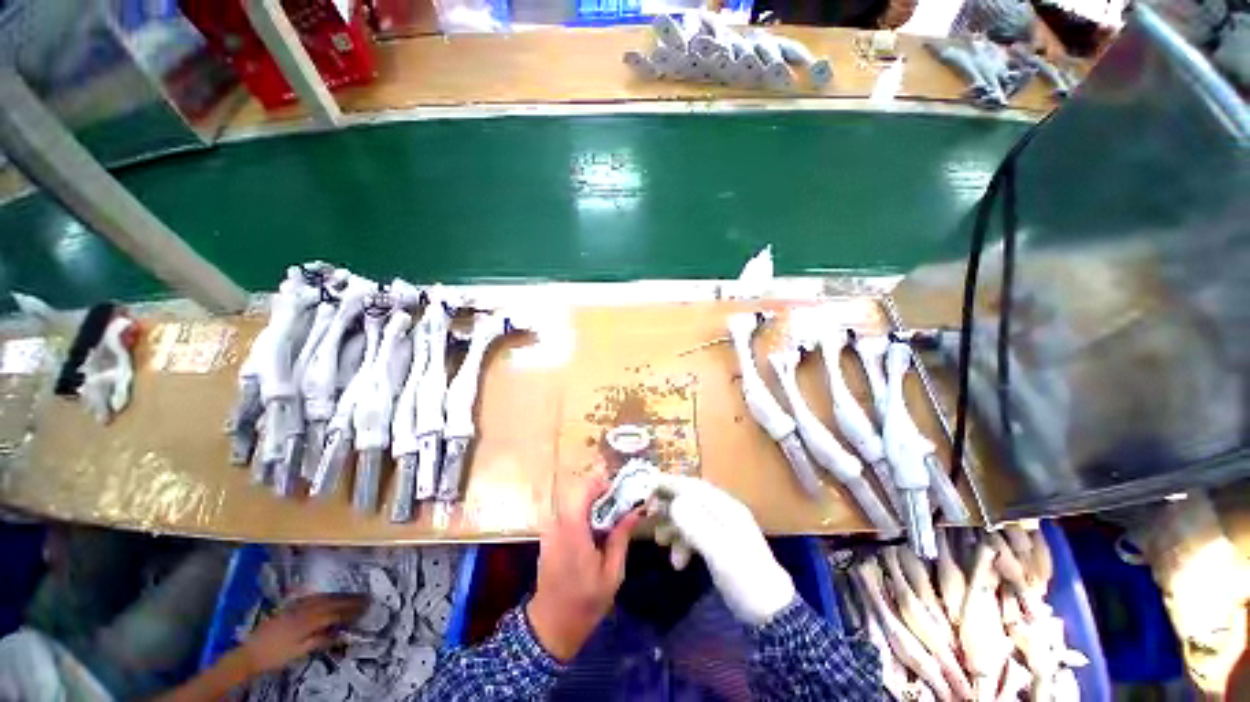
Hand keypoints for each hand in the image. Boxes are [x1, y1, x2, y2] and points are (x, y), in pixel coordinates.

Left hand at [237, 594, 366, 674]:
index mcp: (307, 622)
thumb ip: (319, 641)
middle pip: (330, 602)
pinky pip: (310, 598)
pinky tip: (327, 595)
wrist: (249, 653)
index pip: (334, 613)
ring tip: (351, 596)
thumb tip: (340, 634)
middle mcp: (303, 610)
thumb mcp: (298, 652)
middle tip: (364, 598)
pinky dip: (323, 595)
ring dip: (337, 596)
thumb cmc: (275, 656)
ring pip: (321, 598)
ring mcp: (295, 607)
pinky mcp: (289, 608)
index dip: (351, 610)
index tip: (366, 608)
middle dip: (348, 600)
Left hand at [526, 472, 639, 661]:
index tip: (622, 495)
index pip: (585, 488)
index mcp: (573, 529)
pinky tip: (595, 532)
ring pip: (574, 501)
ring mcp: (550, 528)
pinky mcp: (549, 535)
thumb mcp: (612, 573)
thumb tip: (636, 511)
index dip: (604, 485)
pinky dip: (584, 514)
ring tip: (610, 520)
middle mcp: (558, 522)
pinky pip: (568, 513)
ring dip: (593, 503)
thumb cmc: (585, 602)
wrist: (551, 625)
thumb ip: (621, 537)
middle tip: (620, 508)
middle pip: (580, 491)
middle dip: (601, 494)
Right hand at [652, 475, 794, 625]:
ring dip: (673, 528)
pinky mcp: (718, 544)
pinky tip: (678, 562)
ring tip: (660, 543)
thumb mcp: (719, 552)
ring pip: (689, 517)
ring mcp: (721, 528)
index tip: (647, 486)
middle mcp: (723, 511)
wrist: (770, 611)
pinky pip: (694, 534)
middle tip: (649, 516)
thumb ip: (696, 525)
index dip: (670, 483)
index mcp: (725, 507)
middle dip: (668, 507)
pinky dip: (682, 544)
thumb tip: (674, 503)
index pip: (693, 486)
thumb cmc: (745, 578)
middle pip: (689, 499)